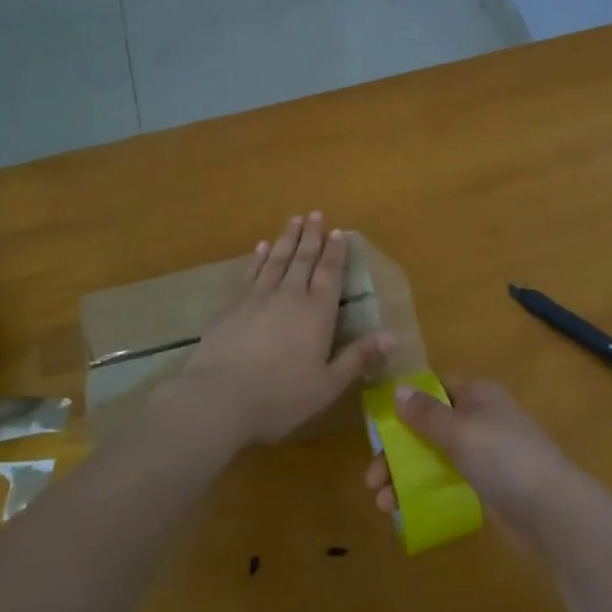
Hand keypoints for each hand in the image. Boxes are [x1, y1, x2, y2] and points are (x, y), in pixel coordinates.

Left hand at [172, 212, 391, 447]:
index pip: (329, 273)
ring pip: (276, 260)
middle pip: (303, 259)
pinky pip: (250, 273)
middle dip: (311, 236)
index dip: (335, 252)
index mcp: (317, 312)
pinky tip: (260, 248)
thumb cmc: (281, 396)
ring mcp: (258, 298)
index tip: (338, 231)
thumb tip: (392, 335)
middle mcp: (290, 296)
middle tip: (316, 213)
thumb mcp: (328, 384)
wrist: (218, 398)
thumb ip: (358, 357)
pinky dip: (257, 258)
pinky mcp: (232, 307)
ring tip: (294, 220)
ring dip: (286, 239)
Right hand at [364, 379, 582, 549]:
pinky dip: (425, 491)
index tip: (378, 426)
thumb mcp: (459, 430)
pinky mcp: (487, 485)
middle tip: (372, 478)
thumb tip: (398, 389)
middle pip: (429, 426)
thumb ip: (426, 413)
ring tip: (381, 503)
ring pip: (435, 457)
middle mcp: (480, 417)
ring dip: (405, 476)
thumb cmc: (502, 457)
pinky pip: (447, 480)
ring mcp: (485, 452)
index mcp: (477, 394)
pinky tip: (402, 511)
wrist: (550, 510)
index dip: (406, 403)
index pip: (435, 388)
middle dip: (398, 451)